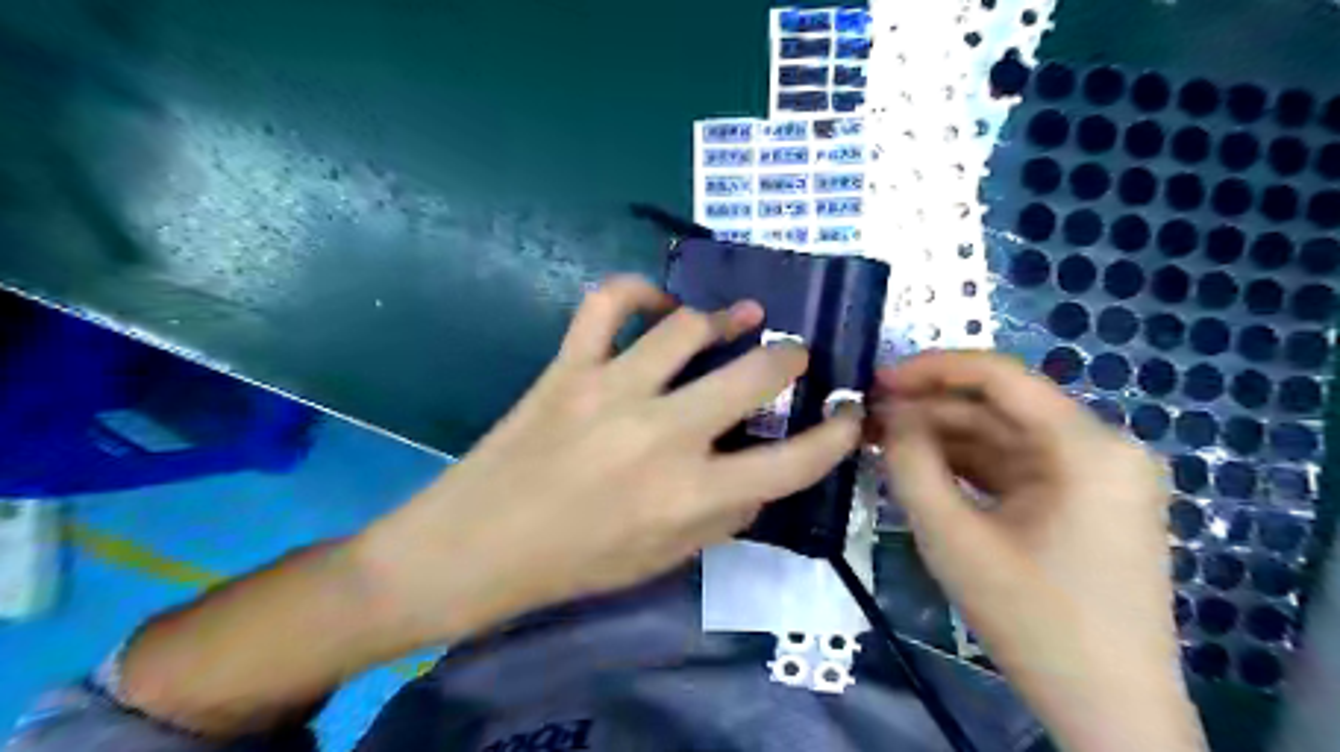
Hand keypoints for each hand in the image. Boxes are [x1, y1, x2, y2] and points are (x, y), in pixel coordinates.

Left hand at [354, 276, 857, 644]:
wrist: (476, 548)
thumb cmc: (575, 564)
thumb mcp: (664, 559)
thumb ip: (723, 517)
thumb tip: (760, 476)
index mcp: (691, 496)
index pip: (794, 462)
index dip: (836, 435)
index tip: (848, 414)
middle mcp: (663, 436)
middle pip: (755, 374)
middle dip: (789, 358)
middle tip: (793, 354)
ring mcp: (612, 391)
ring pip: (689, 328)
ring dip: (727, 317)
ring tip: (740, 317)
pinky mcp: (568, 367)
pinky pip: (608, 305)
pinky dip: (637, 292)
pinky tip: (656, 305)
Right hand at [871, 352, 1203, 751]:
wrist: (1109, 711)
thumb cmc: (1033, 621)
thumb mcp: (953, 538)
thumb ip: (911, 464)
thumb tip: (890, 415)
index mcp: (1088, 447)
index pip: (1000, 376)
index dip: (931, 368)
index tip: (876, 380)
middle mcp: (1104, 448)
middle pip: (1001, 407)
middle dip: (930, 409)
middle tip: (868, 418)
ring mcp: (1099, 476)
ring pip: (1005, 437)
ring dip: (944, 437)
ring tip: (882, 441)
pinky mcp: (1085, 502)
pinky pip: (1016, 466)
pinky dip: (967, 464)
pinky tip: (921, 467)